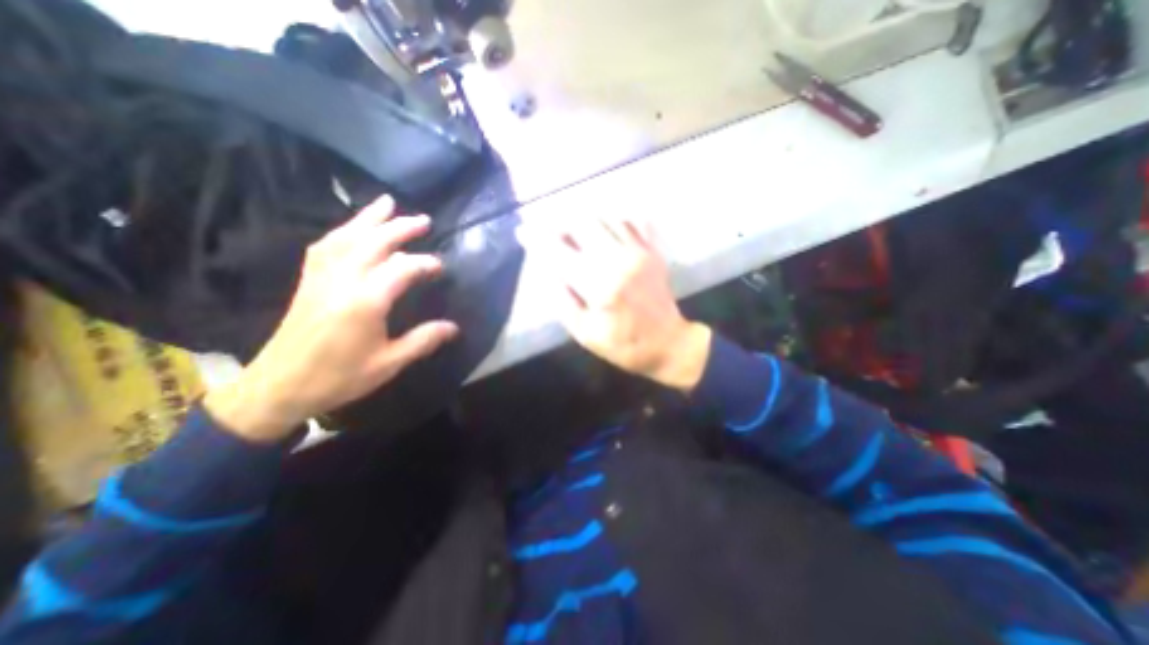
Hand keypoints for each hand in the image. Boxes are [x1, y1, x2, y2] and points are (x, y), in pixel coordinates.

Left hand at [206, 195, 456, 442]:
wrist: (278, 387)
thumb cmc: (339, 377)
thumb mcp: (389, 364)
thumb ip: (422, 341)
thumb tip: (454, 327)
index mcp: (365, 302)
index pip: (401, 269)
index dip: (424, 264)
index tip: (441, 266)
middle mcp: (342, 281)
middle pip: (373, 243)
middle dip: (400, 228)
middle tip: (424, 219)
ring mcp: (321, 277)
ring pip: (346, 237)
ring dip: (369, 218)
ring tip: (386, 203)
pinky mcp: (309, 281)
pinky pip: (325, 246)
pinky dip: (342, 231)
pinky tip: (352, 227)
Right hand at [523, 213, 709, 391]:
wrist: (669, 344)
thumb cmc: (624, 344)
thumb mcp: (585, 334)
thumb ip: (562, 301)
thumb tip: (548, 270)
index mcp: (599, 284)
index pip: (559, 252)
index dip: (537, 239)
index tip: (522, 232)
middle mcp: (619, 259)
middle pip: (582, 222)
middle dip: (559, 221)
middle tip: (550, 231)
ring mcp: (640, 251)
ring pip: (606, 216)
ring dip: (584, 218)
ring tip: (573, 229)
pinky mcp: (653, 251)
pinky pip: (634, 220)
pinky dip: (615, 217)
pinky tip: (606, 226)